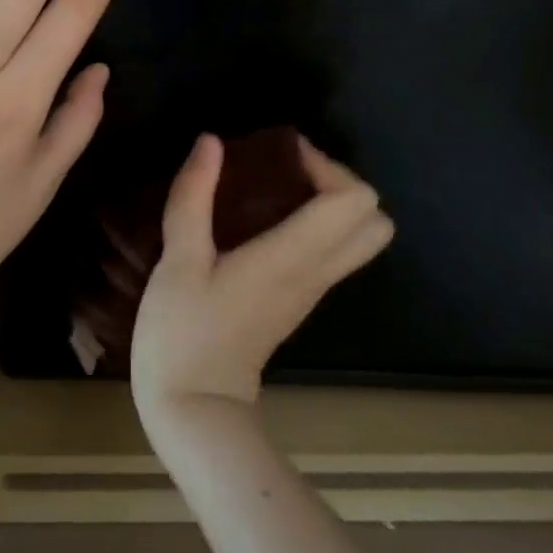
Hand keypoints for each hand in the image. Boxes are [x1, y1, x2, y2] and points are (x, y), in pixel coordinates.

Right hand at [131, 134, 393, 430]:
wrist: (195, 409)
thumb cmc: (183, 334)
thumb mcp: (178, 261)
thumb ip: (193, 197)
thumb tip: (211, 143)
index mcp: (292, 258)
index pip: (353, 201)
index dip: (326, 165)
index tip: (282, 154)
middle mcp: (315, 273)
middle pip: (374, 221)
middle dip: (339, 183)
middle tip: (289, 171)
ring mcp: (311, 291)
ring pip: (359, 240)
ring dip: (331, 204)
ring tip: (277, 190)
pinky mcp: (298, 302)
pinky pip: (332, 254)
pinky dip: (317, 226)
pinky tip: (265, 220)